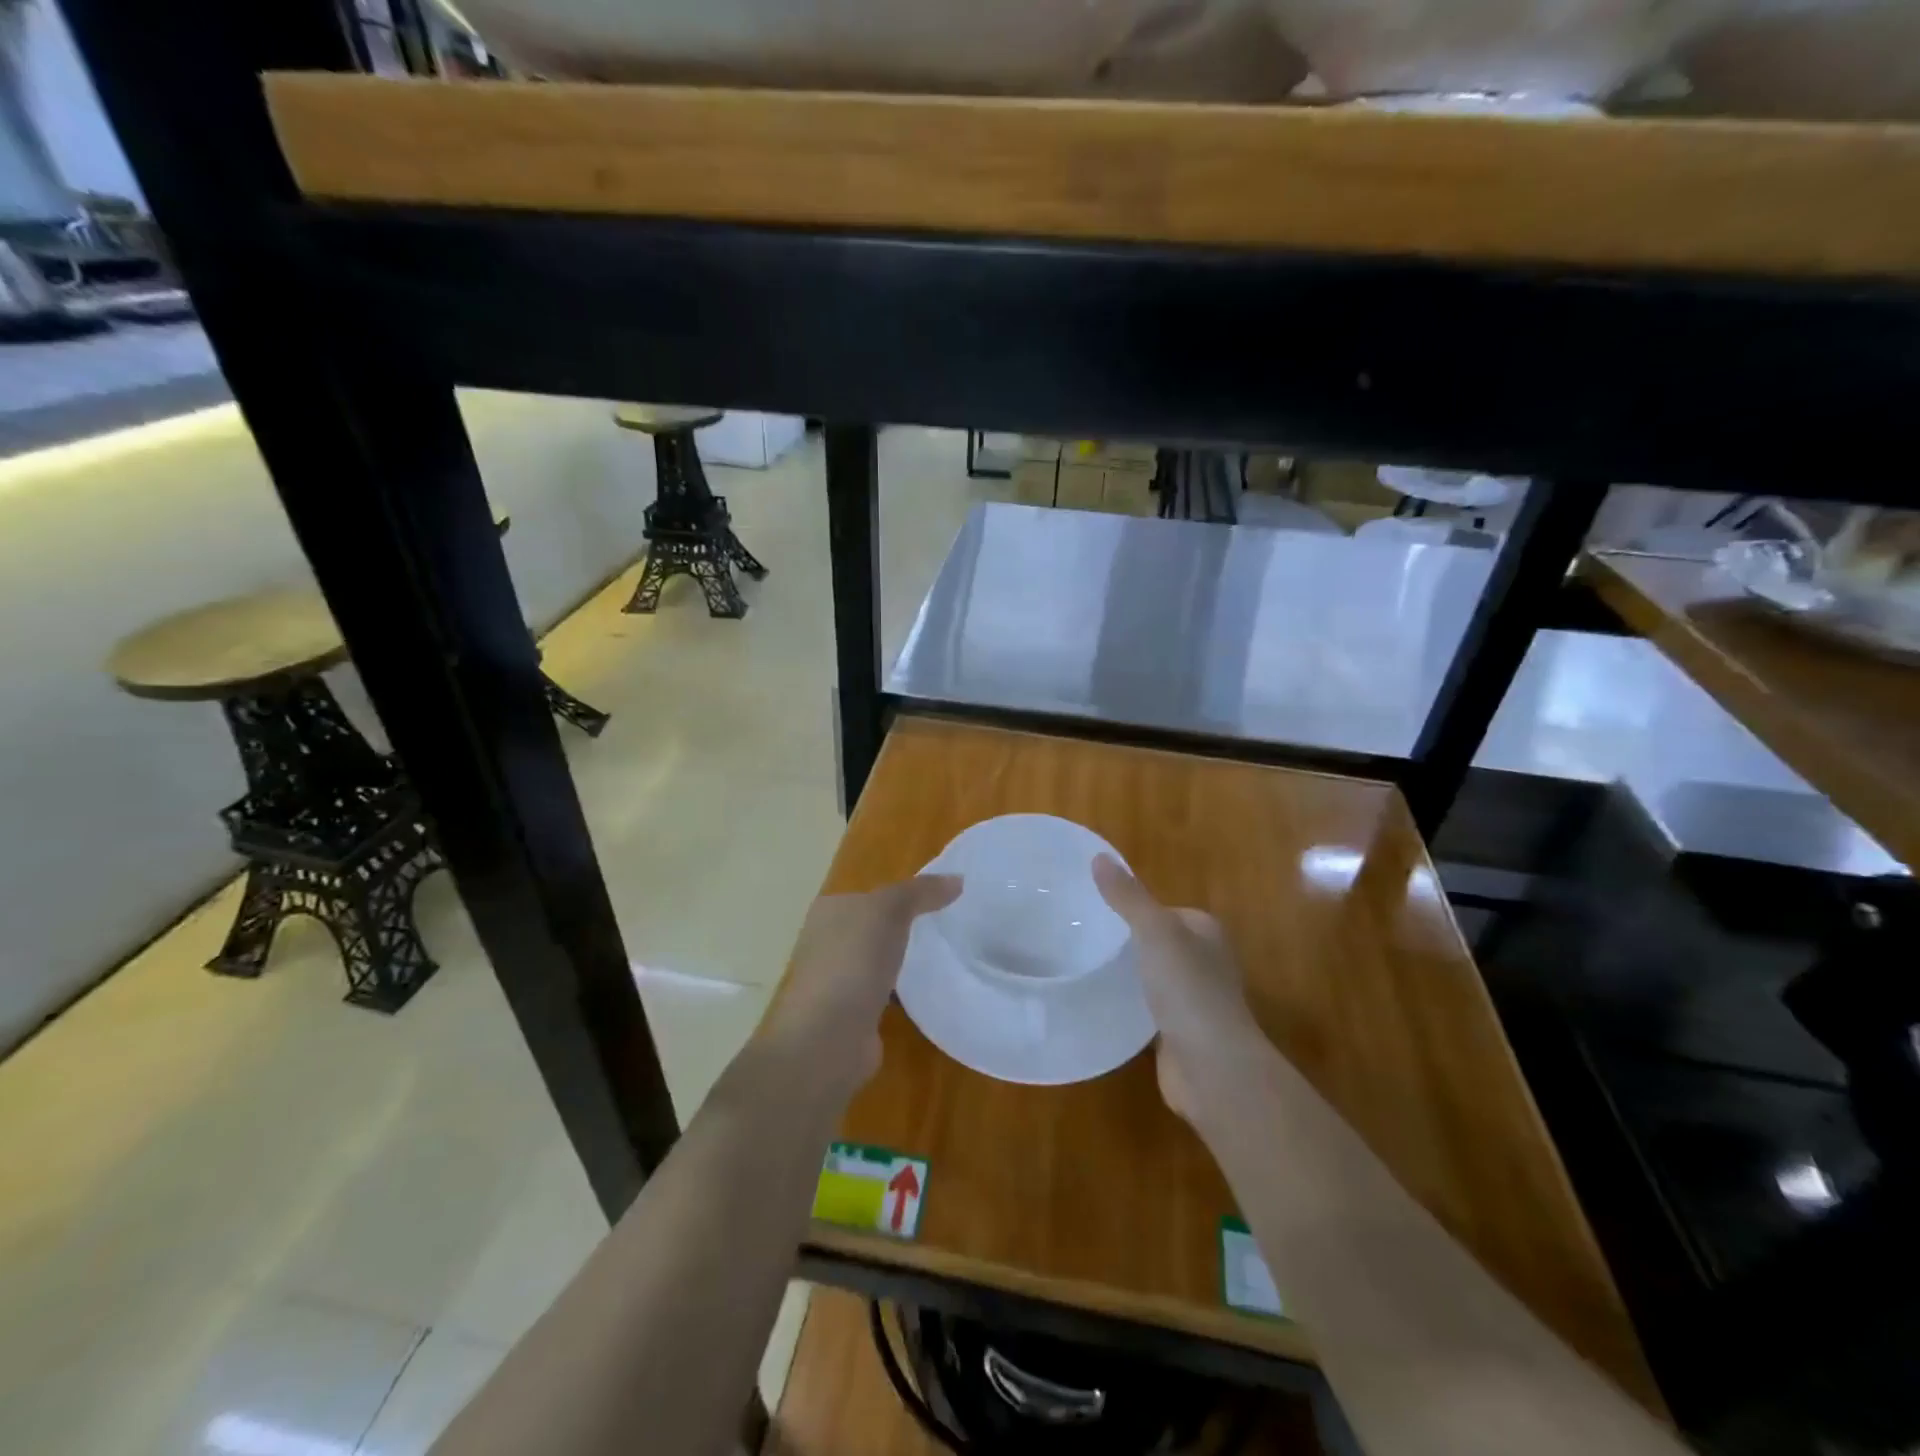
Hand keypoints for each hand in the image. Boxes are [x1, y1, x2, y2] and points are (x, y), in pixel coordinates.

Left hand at [761, 876, 961, 1099]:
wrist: (828, 1037)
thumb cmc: (854, 960)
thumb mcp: (890, 910)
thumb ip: (921, 891)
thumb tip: (957, 879)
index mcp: (829, 911)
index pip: (869, 895)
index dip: (901, 895)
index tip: (939, 900)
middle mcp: (826, 943)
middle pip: (873, 928)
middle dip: (902, 930)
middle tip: (945, 929)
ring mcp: (836, 981)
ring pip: (876, 962)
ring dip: (900, 963)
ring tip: (940, 959)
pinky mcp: (849, 1015)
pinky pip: (881, 994)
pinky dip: (899, 994)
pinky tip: (924, 993)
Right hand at [1093, 855, 1271, 1128]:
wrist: (1212, 1068)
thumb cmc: (1188, 989)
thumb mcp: (1154, 931)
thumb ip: (1127, 896)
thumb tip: (1099, 856)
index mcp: (1206, 932)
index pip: (1166, 910)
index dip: (1135, 907)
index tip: (1095, 908)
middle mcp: (1205, 963)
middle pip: (1159, 943)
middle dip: (1127, 940)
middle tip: (1082, 936)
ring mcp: (1193, 1001)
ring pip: (1153, 976)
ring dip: (1128, 973)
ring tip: (1084, 964)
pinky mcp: (1178, 1033)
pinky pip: (1147, 1009)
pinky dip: (1128, 1005)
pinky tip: (1100, 1002)